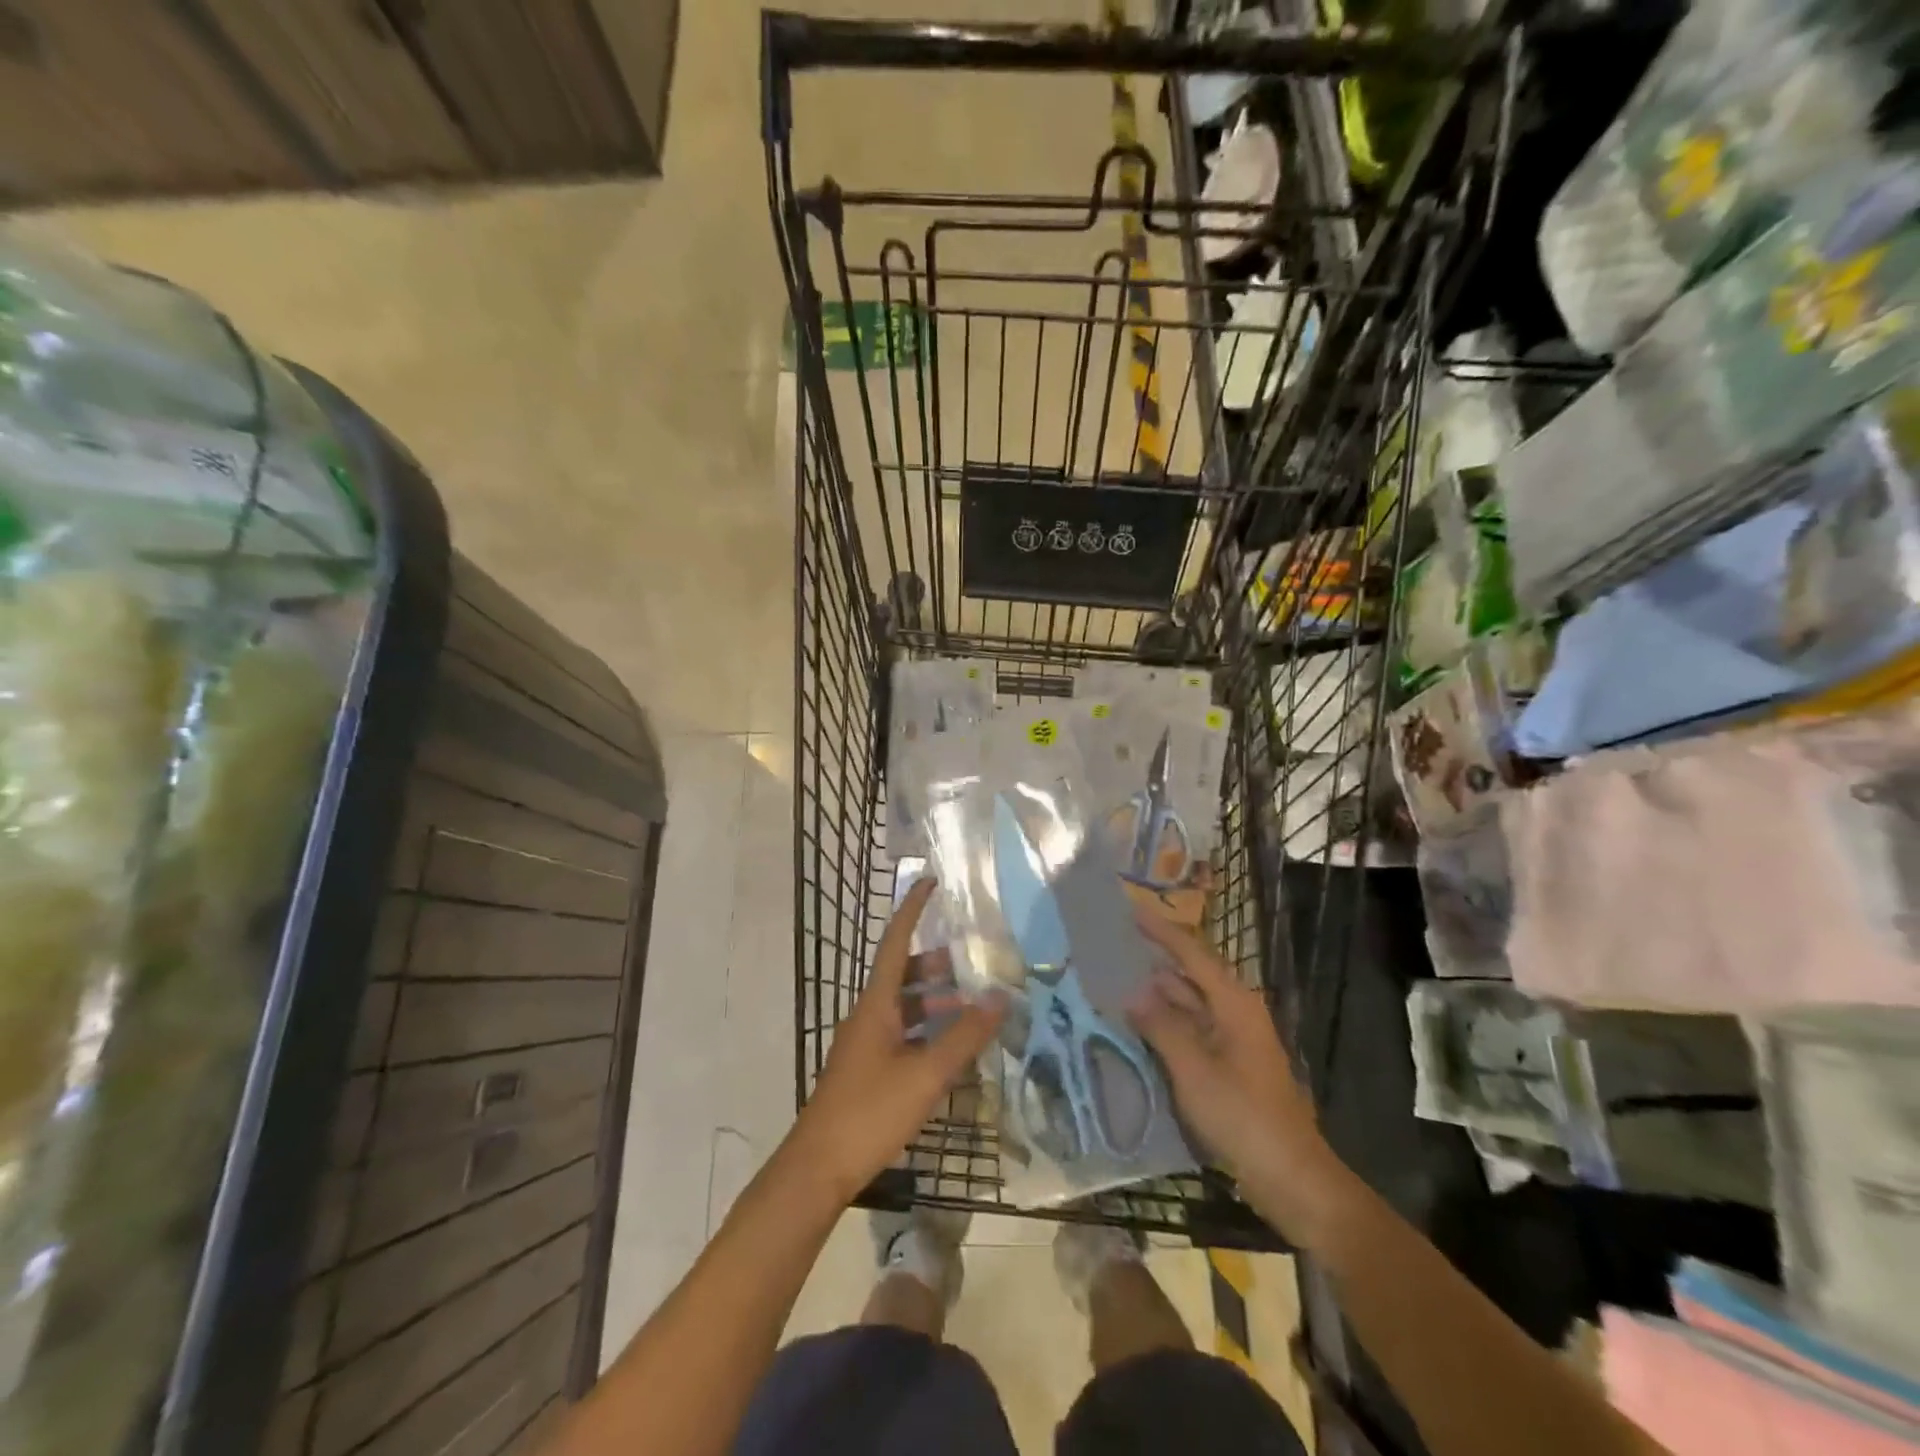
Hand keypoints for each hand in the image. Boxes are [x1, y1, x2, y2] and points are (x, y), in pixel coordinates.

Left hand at [785, 878, 1004, 1204]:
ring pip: (905, 1006)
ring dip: (936, 1001)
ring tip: (973, 1005)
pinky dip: (929, 1030)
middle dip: (937, 964)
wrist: (819, 1167)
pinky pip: (903, 1033)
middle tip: (974, 961)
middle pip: (903, 974)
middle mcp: (869, 1015)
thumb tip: (1000, 997)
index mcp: (876, 1004)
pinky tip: (953, 1048)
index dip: (912, 910)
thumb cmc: (870, 1112)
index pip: (896, 942)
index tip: (931, 882)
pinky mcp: (869, 1069)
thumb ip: (964, 1036)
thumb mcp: (926, 1074)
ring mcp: (866, 1043)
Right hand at [1127, 913, 1355, 1245]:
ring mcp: (1233, 1041)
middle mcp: (1235, 1013)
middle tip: (1111, 948)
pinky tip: (1136, 1027)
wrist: (1293, 1179)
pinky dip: (1165, 1025)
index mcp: (1234, 1004)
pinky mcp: (1229, 1066)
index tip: (1129, 910)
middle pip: (1190, 975)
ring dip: (1156, 996)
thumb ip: (1161, 1027)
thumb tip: (1133, 992)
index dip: (1161, 931)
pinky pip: (1191, 1032)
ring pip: (1188, 1005)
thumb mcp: (1194, 1071)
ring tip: (1114, 982)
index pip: (1192, 953)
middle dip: (1153, 961)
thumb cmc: (1244, 1117)